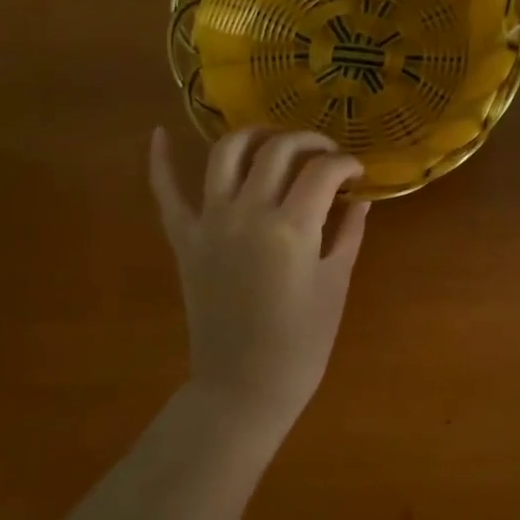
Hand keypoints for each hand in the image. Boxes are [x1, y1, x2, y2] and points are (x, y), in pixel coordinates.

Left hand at [150, 126, 369, 421]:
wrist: (243, 386)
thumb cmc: (302, 342)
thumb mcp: (335, 284)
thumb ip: (347, 233)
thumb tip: (360, 200)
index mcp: (292, 227)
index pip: (323, 171)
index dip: (346, 165)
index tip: (358, 174)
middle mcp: (247, 212)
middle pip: (278, 149)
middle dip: (309, 141)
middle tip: (326, 155)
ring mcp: (209, 222)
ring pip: (226, 153)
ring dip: (253, 135)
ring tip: (273, 139)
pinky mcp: (184, 238)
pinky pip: (165, 192)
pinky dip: (160, 160)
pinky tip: (160, 134)